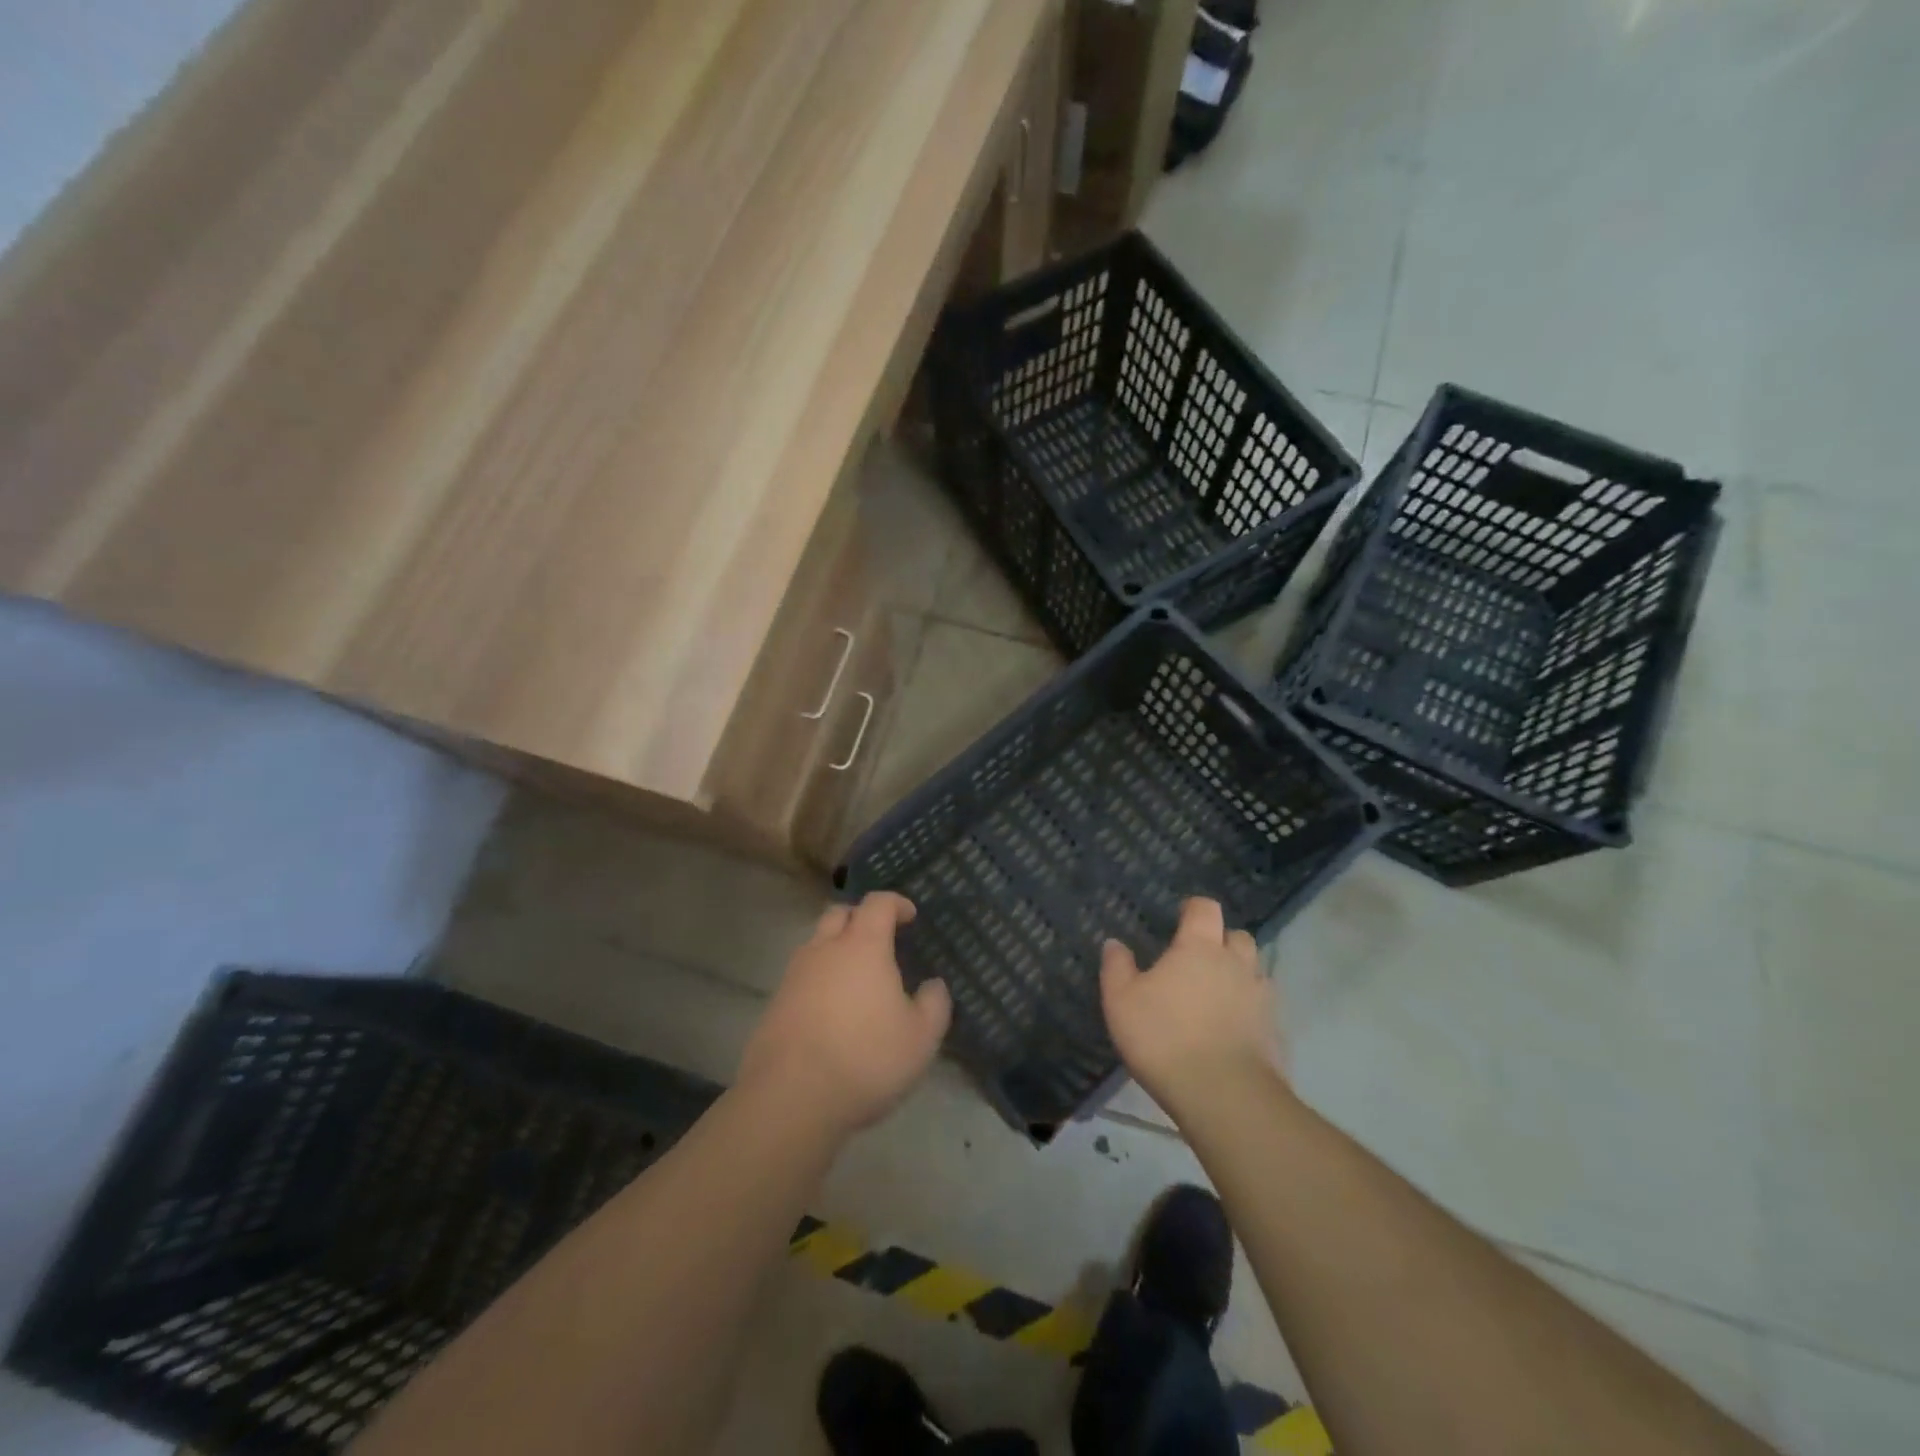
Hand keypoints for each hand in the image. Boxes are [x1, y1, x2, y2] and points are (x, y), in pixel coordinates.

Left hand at [739, 892, 950, 1135]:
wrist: (791, 1098)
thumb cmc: (866, 1058)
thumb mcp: (921, 1038)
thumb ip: (934, 1004)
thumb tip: (934, 985)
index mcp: (863, 946)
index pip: (877, 903)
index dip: (896, 903)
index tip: (909, 916)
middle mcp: (825, 949)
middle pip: (839, 914)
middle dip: (861, 918)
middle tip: (880, 939)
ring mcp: (794, 975)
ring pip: (816, 944)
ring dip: (836, 949)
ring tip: (857, 979)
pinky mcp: (775, 1004)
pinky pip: (801, 976)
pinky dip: (819, 980)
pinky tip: (832, 1010)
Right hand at [1100, 897, 1283, 1112]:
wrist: (1224, 1096)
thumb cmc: (1165, 1038)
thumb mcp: (1121, 1002)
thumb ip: (1117, 967)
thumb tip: (1114, 943)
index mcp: (1199, 948)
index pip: (1205, 908)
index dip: (1193, 908)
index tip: (1180, 916)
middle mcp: (1235, 964)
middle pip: (1237, 936)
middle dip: (1221, 940)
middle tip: (1198, 958)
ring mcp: (1260, 997)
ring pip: (1254, 971)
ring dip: (1238, 974)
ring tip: (1216, 994)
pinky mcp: (1275, 1032)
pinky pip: (1262, 1008)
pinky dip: (1249, 1010)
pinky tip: (1231, 1029)